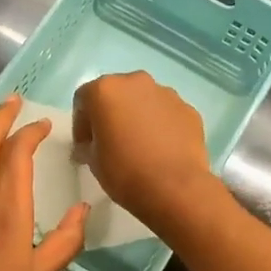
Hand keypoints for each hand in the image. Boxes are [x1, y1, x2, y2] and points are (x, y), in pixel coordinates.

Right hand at [72, 72, 217, 227]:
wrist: (175, 188)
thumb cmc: (125, 172)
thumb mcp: (92, 161)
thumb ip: (88, 145)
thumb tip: (91, 146)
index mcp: (105, 90)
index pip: (84, 100)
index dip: (81, 124)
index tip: (86, 146)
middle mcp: (135, 82)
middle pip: (116, 94)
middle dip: (111, 114)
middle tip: (112, 142)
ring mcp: (166, 93)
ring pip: (144, 101)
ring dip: (137, 117)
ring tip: (140, 146)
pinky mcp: (188, 109)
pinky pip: (166, 113)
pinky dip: (161, 125)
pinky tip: (162, 150)